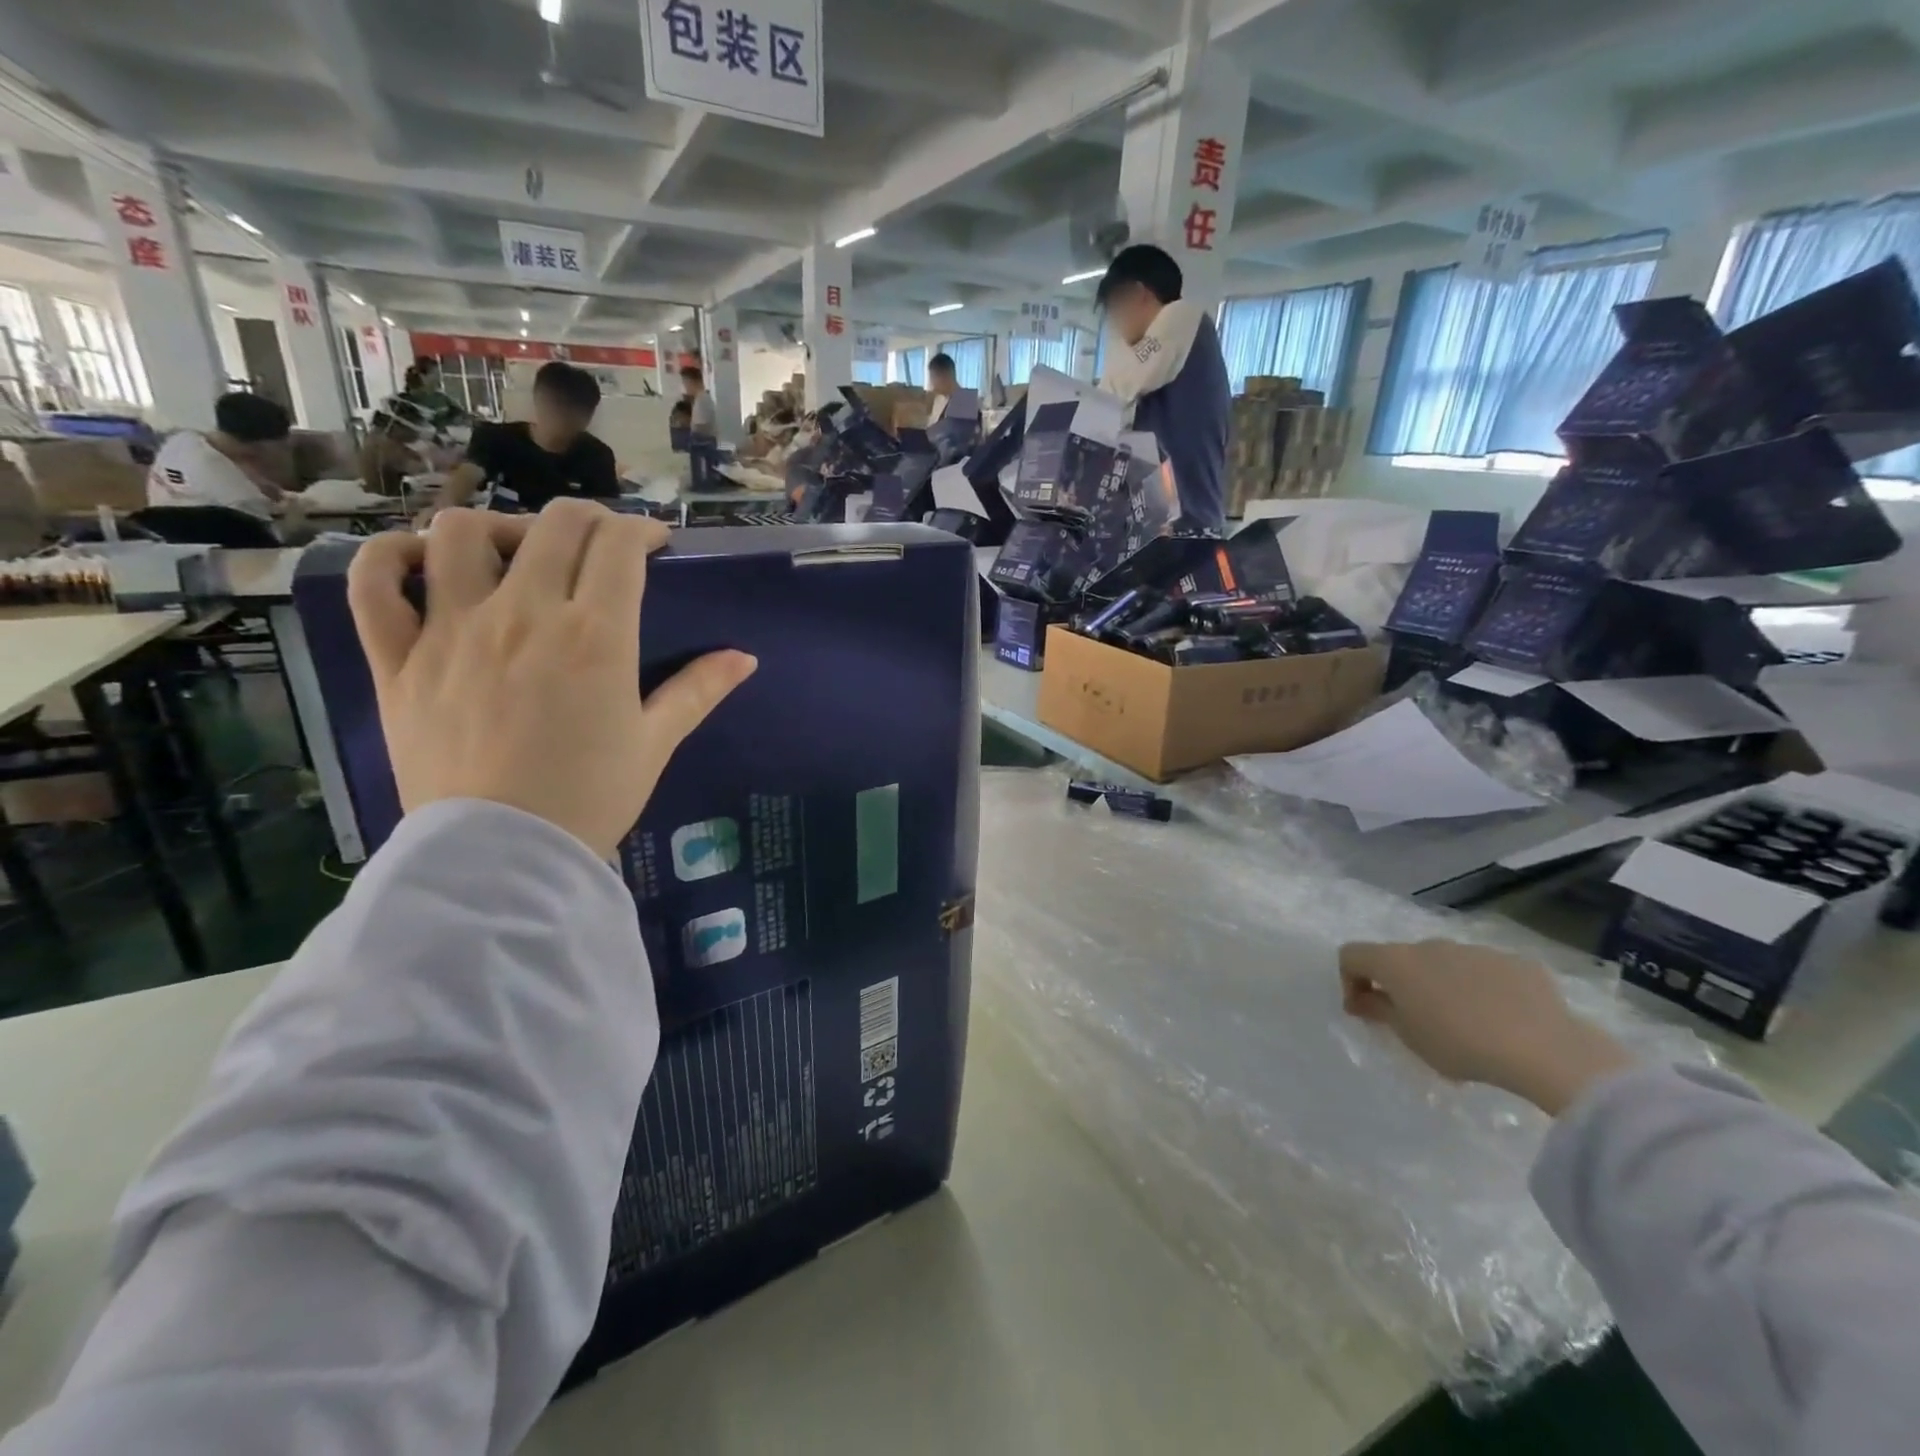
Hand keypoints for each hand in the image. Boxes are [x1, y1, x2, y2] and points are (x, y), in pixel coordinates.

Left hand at [346, 501, 756, 858]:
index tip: (654, 544)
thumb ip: (698, 691)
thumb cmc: (591, 798)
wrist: (503, 857)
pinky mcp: (398, 659)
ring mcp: (452, 631)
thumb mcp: (655, 743)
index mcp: (594, 636)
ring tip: (516, 554)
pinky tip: (422, 565)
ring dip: (497, 528)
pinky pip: (375, 584)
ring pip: (460, 533)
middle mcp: (523, 615)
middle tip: (601, 544)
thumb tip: (744, 658)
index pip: (618, 545)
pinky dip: (392, 558)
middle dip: (588, 519)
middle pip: (553, 525)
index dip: (641, 530)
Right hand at [1338, 940, 1635, 1114]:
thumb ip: (1379, 1011)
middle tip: (1415, 1021)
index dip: (1349, 980)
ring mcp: (1474, 950)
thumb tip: (1362, 999)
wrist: (1544, 1049)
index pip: (1351, 954)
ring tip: (1464, 1023)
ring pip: (1445, 963)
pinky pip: (1486, 972)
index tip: (1363, 1011)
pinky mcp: (1515, 962)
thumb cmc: (1460, 1044)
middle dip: (1400, 984)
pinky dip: (1482, 989)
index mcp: (1396, 961)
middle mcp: (1430, 945)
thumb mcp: (1409, 1036)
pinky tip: (1502, 1020)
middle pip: (1401, 957)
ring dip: (1441, 985)